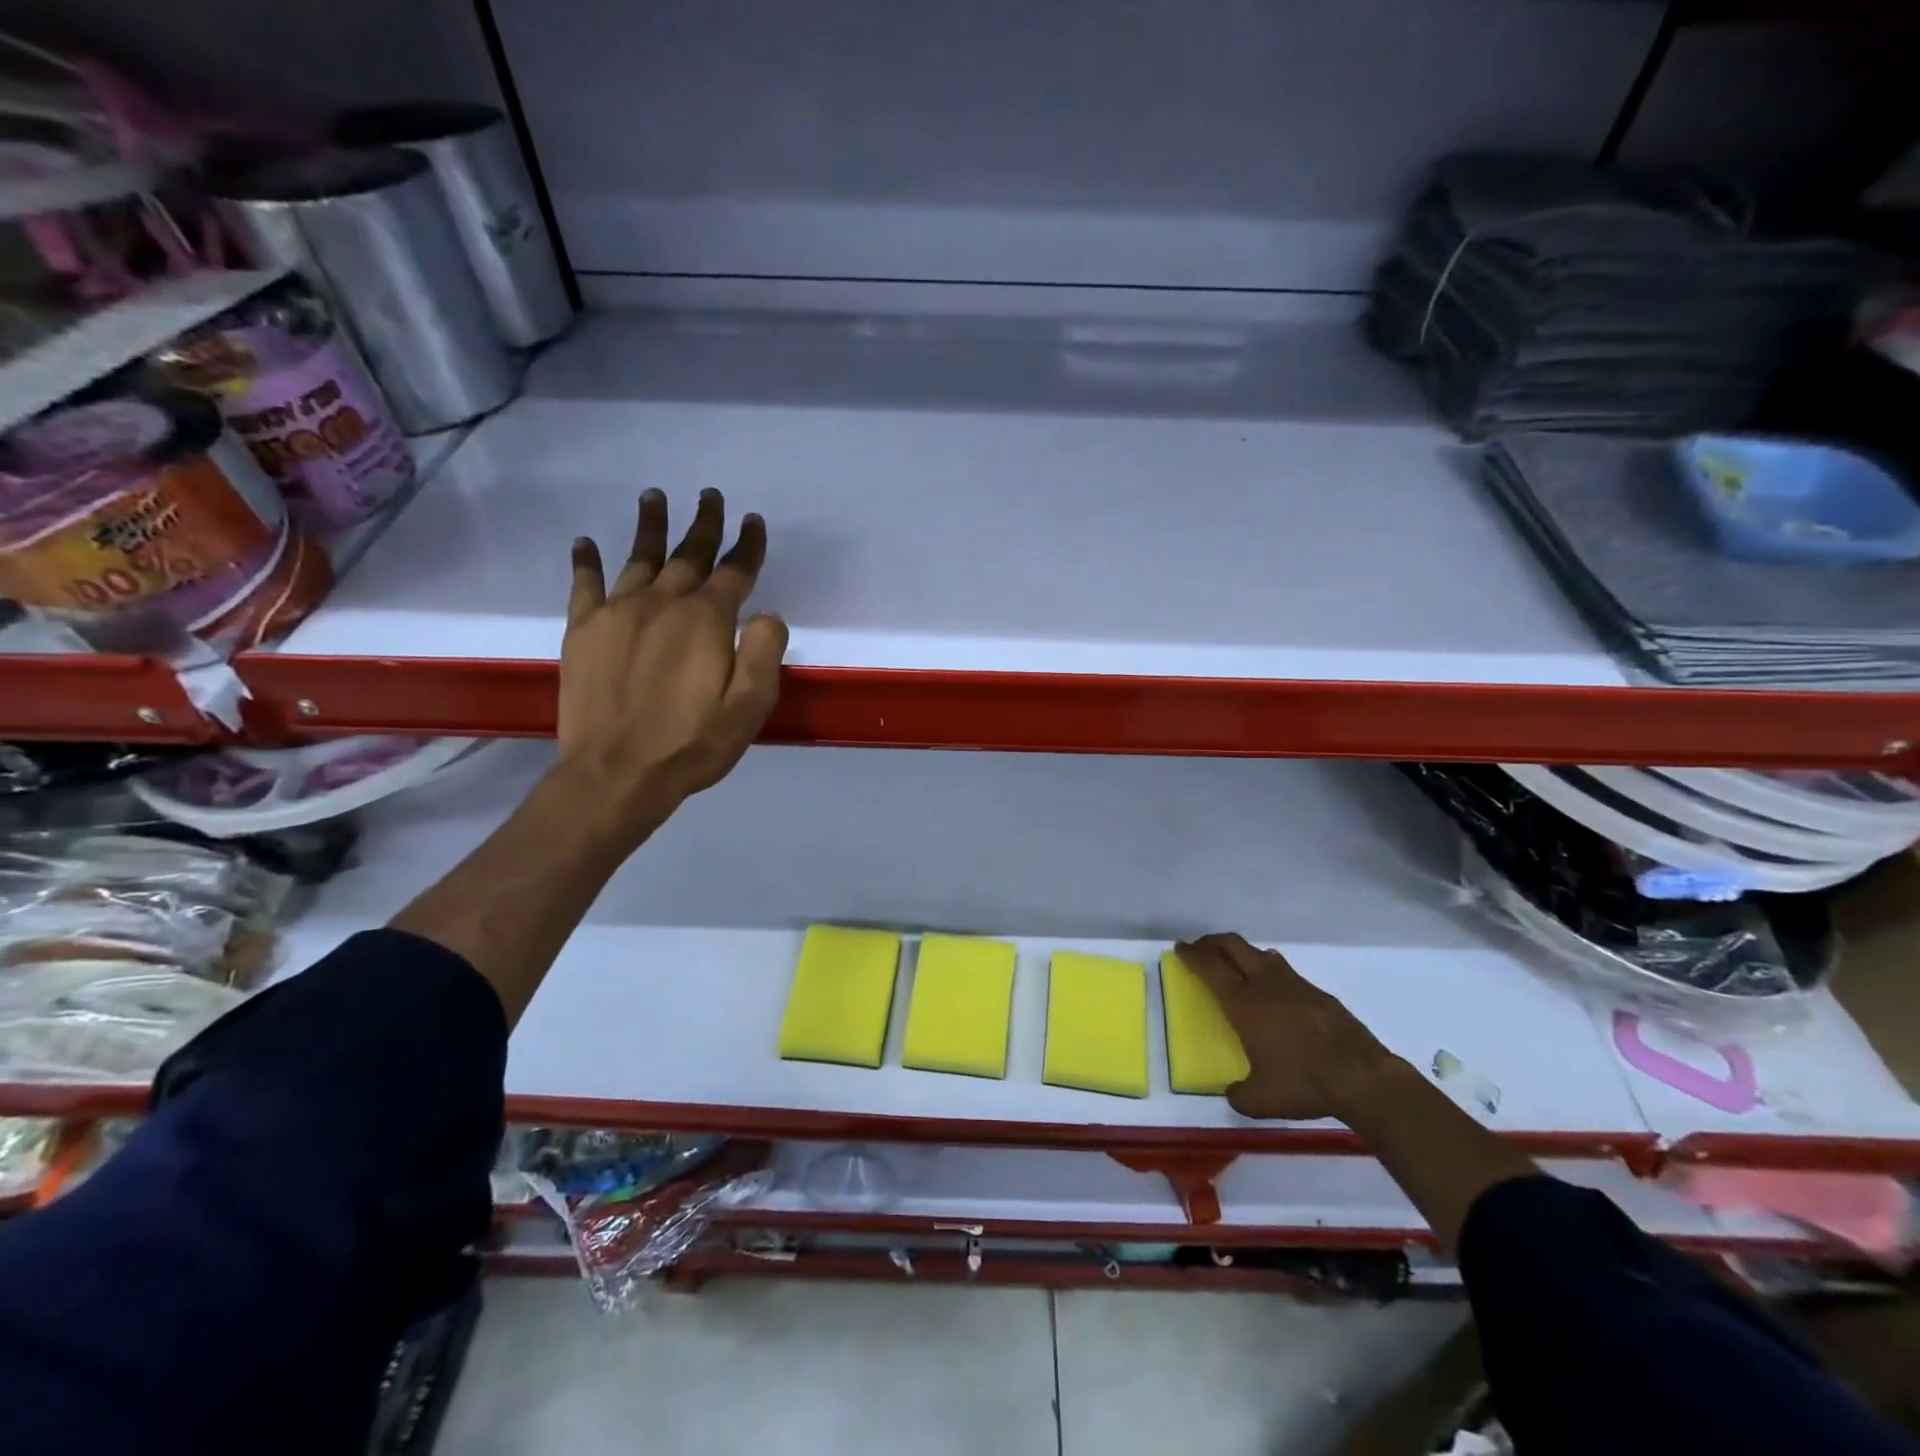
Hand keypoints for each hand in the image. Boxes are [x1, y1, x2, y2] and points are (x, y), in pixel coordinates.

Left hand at [558, 488, 787, 813]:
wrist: (616, 774)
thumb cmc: (692, 744)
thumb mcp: (750, 707)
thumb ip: (764, 653)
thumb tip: (767, 614)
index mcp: (706, 621)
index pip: (733, 572)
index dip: (746, 545)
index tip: (752, 521)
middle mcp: (662, 604)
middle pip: (687, 555)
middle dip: (703, 524)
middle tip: (710, 495)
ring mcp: (617, 614)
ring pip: (638, 558)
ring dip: (649, 527)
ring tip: (654, 497)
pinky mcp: (583, 632)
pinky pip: (585, 585)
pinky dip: (586, 562)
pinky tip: (585, 543)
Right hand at [1174, 933, 1405, 1121]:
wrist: (1362, 1076)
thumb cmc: (1303, 1083)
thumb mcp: (1261, 1100)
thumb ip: (1239, 1094)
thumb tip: (1233, 1092)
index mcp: (1243, 1003)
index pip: (1209, 967)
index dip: (1192, 955)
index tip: (1180, 948)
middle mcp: (1264, 984)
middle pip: (1232, 946)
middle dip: (1212, 943)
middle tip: (1201, 948)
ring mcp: (1294, 984)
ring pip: (1260, 954)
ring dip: (1242, 953)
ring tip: (1236, 965)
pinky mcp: (1317, 993)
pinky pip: (1284, 970)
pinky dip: (1269, 970)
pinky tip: (1274, 989)